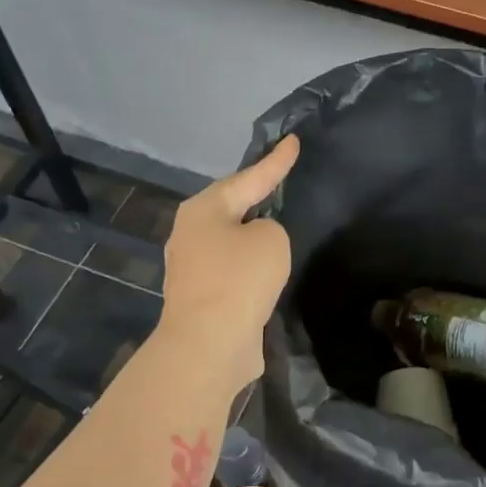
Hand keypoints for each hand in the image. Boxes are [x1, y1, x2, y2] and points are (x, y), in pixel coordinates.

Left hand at [156, 135, 299, 389]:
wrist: (209, 345)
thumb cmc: (239, 279)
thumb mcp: (271, 240)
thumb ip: (270, 229)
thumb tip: (256, 244)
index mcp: (203, 210)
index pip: (249, 178)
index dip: (275, 161)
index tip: (293, 141)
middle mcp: (191, 233)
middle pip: (232, 206)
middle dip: (255, 194)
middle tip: (280, 177)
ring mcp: (193, 267)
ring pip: (231, 239)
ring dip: (252, 232)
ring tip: (276, 220)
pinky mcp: (202, 297)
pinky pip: (233, 268)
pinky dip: (251, 263)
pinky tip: (267, 265)